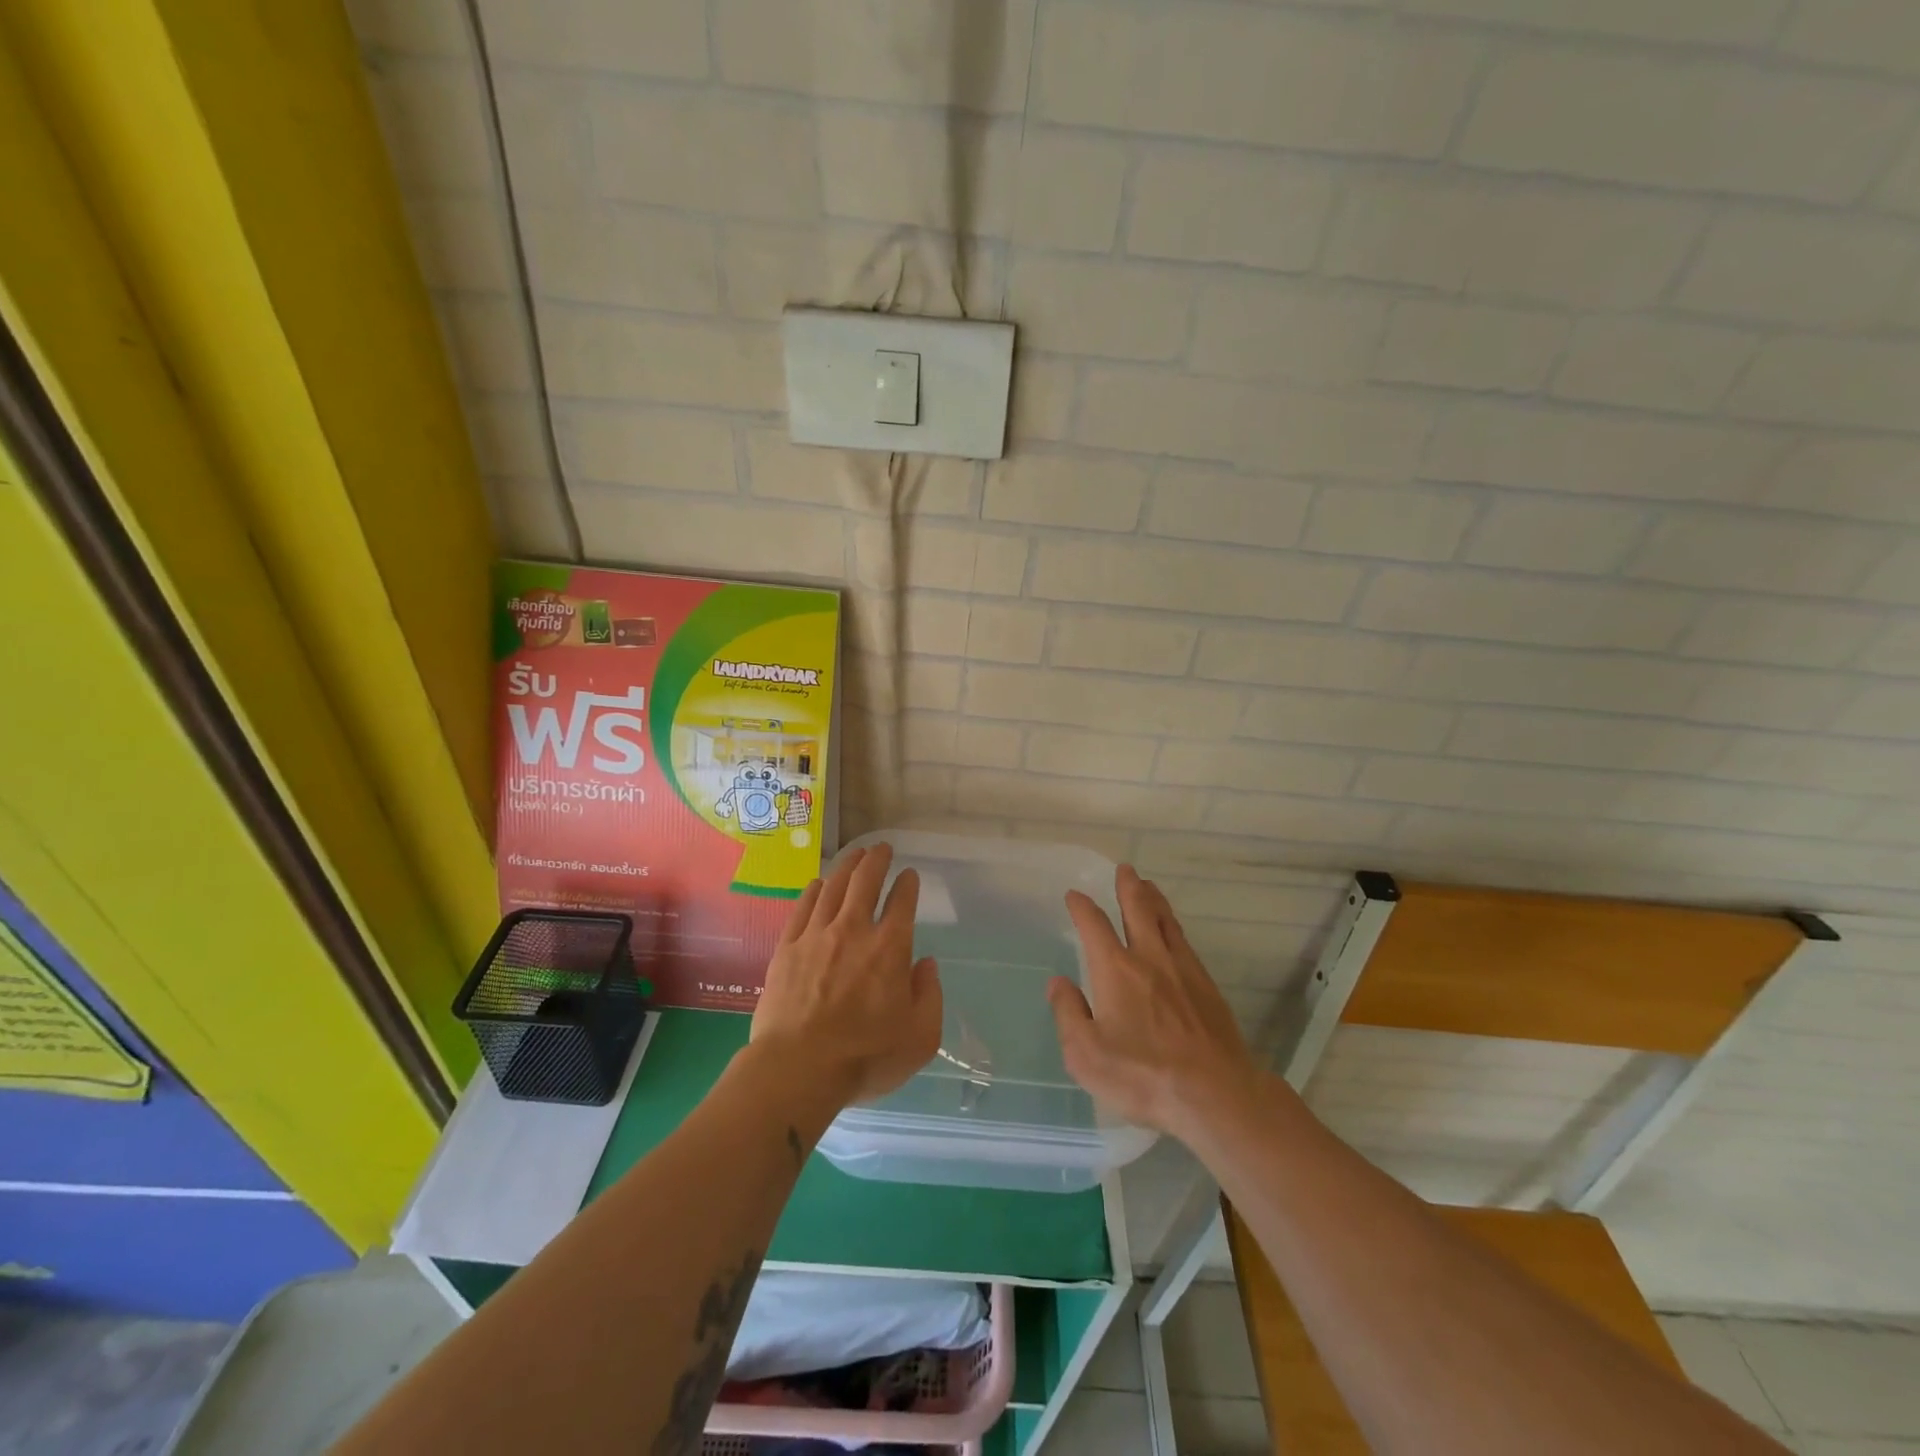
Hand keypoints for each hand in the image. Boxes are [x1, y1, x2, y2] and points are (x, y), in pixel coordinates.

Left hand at [751, 844, 942, 1105]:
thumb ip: (929, 995)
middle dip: (876, 860)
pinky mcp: (787, 948)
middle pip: (865, 881)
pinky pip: (802, 908)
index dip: (908, 884)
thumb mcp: (920, 1037)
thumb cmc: (865, 1057)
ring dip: (847, 866)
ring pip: (833, 887)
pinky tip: (818, 884)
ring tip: (855, 855)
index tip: (910, 875)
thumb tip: (925, 964)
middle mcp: (853, 930)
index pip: (902, 902)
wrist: (797, 1069)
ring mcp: (816, 936)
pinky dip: (813, 890)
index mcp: (890, 948)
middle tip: (881, 848)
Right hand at [1049, 865, 1259, 1139]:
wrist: (1215, 1095)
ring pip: (1166, 922)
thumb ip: (1068, 1014)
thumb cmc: (1142, 1076)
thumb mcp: (1086, 1054)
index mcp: (1115, 970)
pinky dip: (1174, 927)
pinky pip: (1186, 943)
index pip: (1094, 925)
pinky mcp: (1208, 987)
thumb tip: (1058, 983)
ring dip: (1154, 900)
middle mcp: (1149, 958)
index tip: (1074, 895)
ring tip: (1149, 886)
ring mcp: (1183, 970)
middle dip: (1128, 887)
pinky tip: (1174, 933)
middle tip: (1125, 869)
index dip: (1082, 907)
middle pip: (1138, 910)